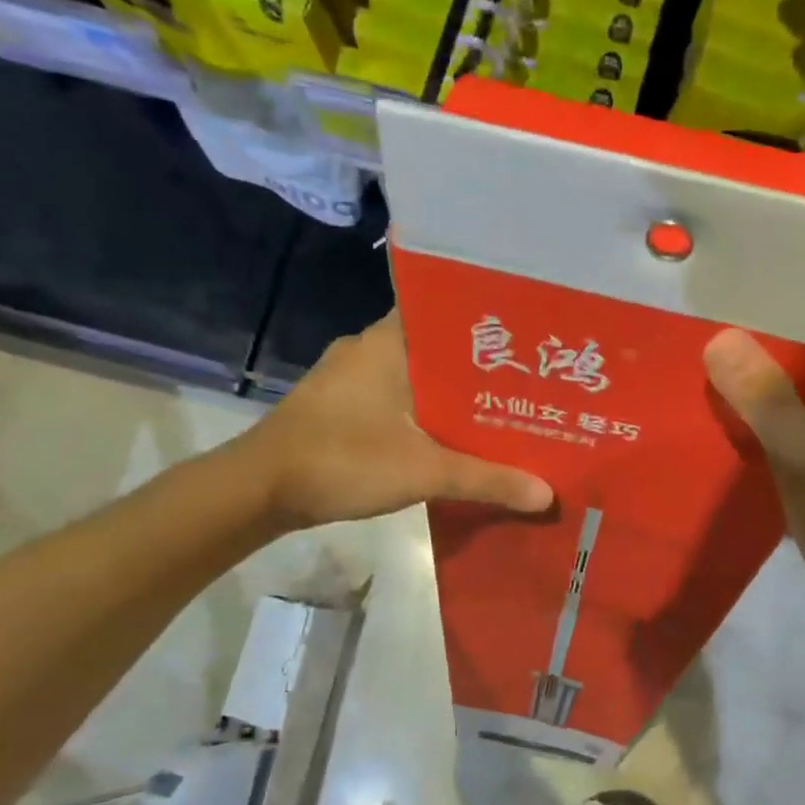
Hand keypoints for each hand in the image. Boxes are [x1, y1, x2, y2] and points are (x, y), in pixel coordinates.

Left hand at [229, 312, 551, 531]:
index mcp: (389, 341)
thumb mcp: (424, 472)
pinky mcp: (339, 404)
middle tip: (528, 381)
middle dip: (480, 367)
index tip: (527, 339)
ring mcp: (350, 376)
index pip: (447, 310)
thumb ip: (487, 479)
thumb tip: (547, 494)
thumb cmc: (342, 461)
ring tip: (501, 410)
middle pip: (438, 348)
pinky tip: (451, 436)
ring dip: (451, 394)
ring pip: (417, 376)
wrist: (258, 490)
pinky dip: (425, 412)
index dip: (488, 323)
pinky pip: (396, 398)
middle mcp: (369, 347)